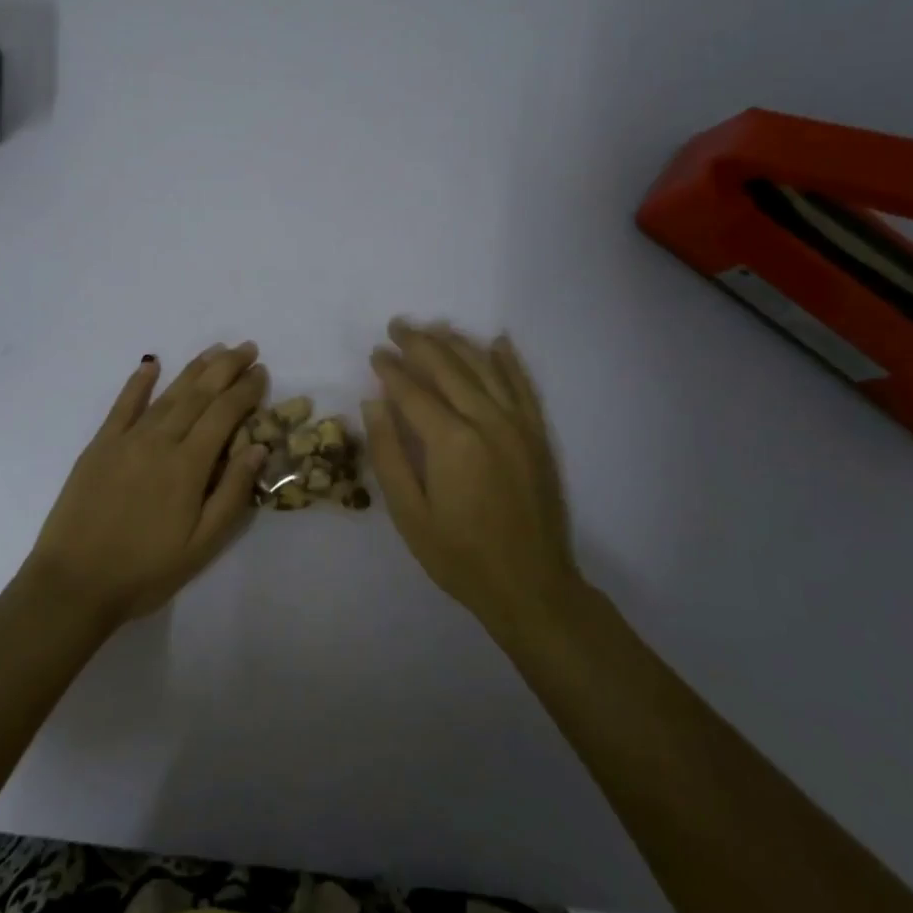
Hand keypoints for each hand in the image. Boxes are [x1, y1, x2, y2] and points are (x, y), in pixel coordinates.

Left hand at [23, 343, 269, 630]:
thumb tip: (259, 447)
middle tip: (247, 348)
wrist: (74, 583)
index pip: (225, 414)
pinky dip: (139, 381)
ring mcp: (127, 440)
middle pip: (199, 394)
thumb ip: (232, 493)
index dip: (246, 390)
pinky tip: (151, 363)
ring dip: (194, 368)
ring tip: (215, 349)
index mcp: (188, 466)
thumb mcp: (202, 545)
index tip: (262, 371)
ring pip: (168, 394)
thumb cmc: (145, 570)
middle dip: (226, 368)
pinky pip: (123, 405)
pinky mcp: (100, 445)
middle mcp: (160, 441)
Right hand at [363, 320, 580, 631]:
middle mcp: (488, 421)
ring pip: (486, 368)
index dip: (391, 369)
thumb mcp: (409, 514)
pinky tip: (497, 342)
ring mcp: (519, 425)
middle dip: (420, 343)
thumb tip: (374, 402)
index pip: (413, 390)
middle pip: (449, 368)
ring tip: (435, 328)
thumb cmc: (459, 556)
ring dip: (458, 344)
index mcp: (451, 441)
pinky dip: (509, 360)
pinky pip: (523, 385)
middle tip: (397, 326)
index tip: (375, 352)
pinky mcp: (538, 435)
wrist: (531, 587)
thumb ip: (389, 453)